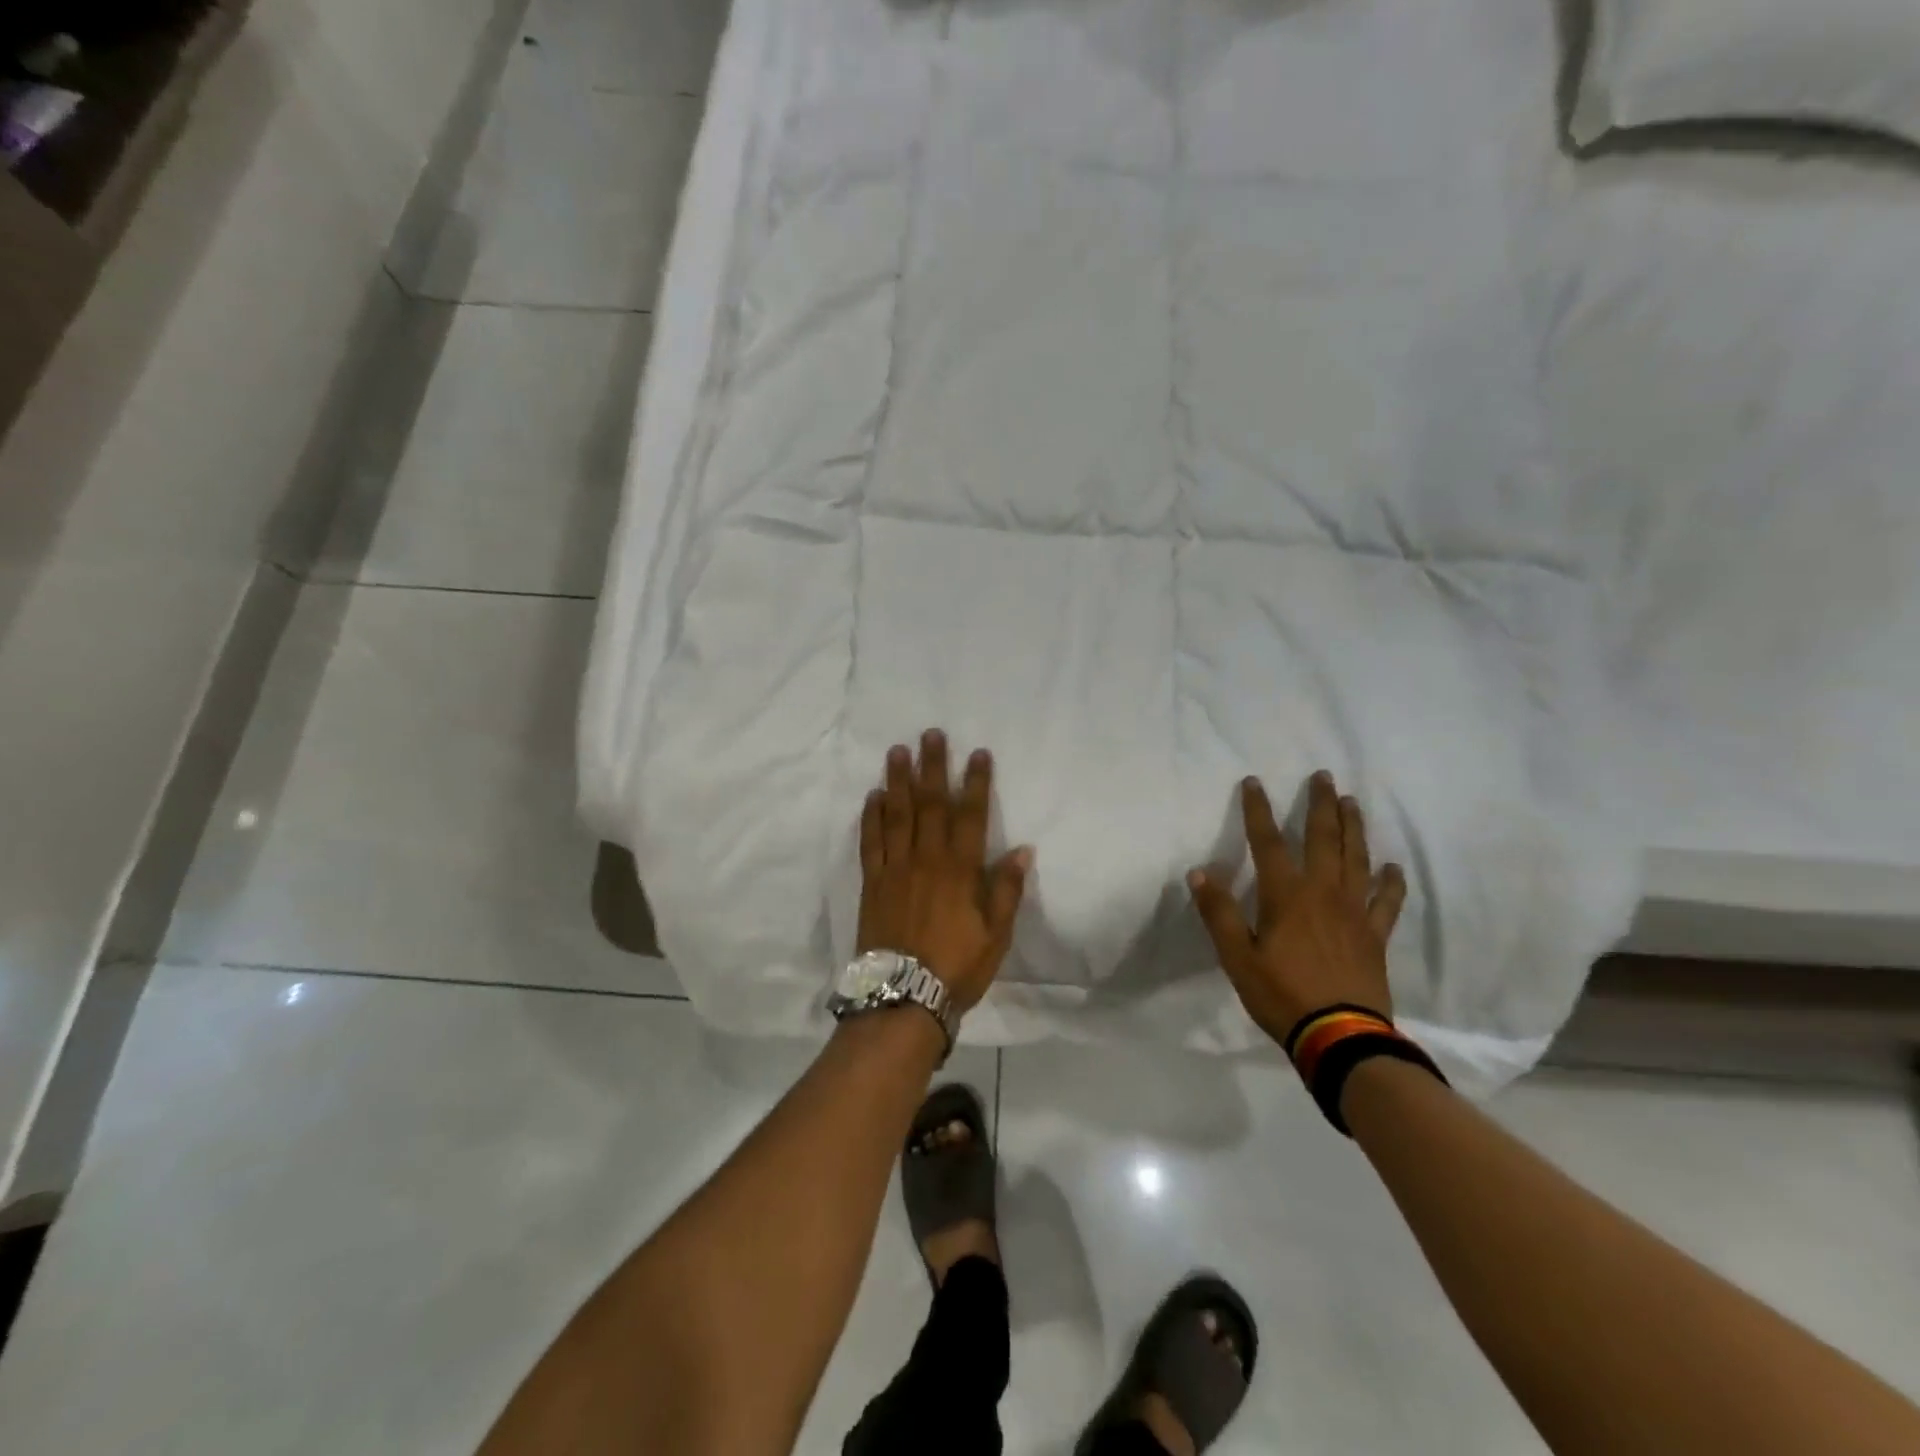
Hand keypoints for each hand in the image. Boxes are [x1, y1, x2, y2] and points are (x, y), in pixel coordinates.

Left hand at [857, 730, 1031, 1013]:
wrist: (902, 997)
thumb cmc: (956, 967)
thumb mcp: (996, 935)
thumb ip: (1006, 890)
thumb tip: (1022, 849)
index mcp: (960, 870)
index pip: (971, 815)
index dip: (975, 783)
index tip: (978, 753)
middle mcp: (927, 859)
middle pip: (931, 804)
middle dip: (933, 767)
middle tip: (931, 734)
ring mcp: (895, 868)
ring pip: (897, 815)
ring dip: (899, 780)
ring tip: (898, 751)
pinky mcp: (872, 882)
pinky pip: (870, 842)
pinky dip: (871, 817)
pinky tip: (873, 796)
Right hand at [1189, 771, 1407, 1045]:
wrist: (1340, 1037)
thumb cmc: (1281, 994)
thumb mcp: (1237, 957)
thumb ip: (1219, 913)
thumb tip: (1199, 871)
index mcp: (1286, 895)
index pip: (1268, 842)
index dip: (1259, 810)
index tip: (1254, 782)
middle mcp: (1323, 893)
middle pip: (1323, 839)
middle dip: (1321, 804)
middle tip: (1324, 776)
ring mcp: (1354, 912)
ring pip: (1357, 859)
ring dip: (1354, 828)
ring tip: (1353, 803)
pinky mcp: (1375, 935)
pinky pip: (1386, 902)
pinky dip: (1390, 882)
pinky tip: (1392, 868)